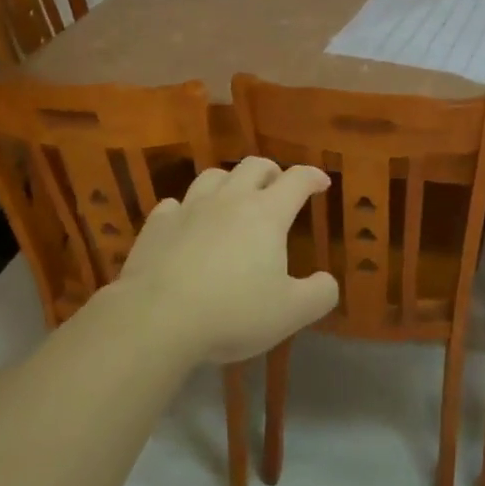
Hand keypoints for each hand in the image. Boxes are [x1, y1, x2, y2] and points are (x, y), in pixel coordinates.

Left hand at [114, 157, 339, 364]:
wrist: (156, 319)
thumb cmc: (231, 312)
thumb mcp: (289, 313)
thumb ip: (318, 295)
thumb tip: (328, 282)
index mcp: (266, 214)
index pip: (297, 180)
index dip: (313, 177)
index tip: (321, 183)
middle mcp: (230, 200)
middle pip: (254, 166)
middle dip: (272, 171)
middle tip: (278, 186)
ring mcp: (190, 208)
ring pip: (214, 176)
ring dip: (230, 182)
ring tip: (234, 198)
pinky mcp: (157, 225)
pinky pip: (175, 204)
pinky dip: (187, 209)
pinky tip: (187, 223)